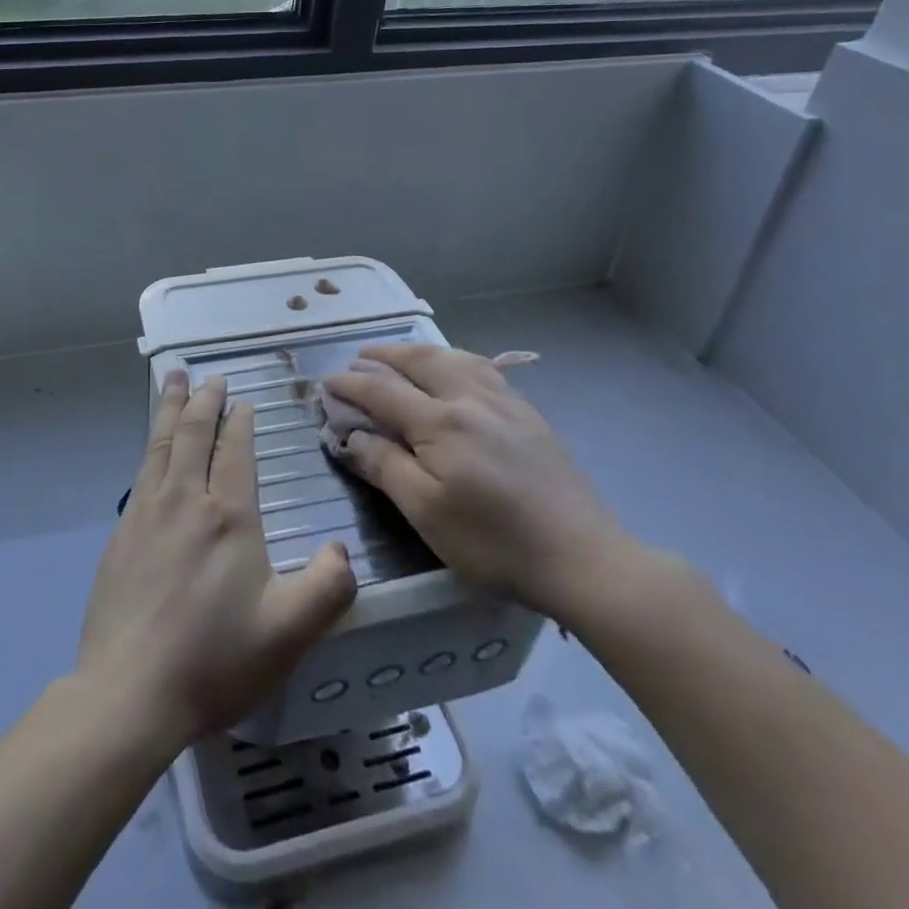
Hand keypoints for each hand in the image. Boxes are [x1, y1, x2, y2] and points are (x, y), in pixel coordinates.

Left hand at [77, 374, 357, 750]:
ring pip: (160, 444)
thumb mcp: (290, 633)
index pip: (235, 451)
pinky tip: (152, 449)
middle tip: (209, 376)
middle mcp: (184, 500)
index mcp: (228, 516)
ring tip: (172, 380)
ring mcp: (145, 514)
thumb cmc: (214, 660)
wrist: (128, 692)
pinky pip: (141, 471)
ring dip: (169, 407)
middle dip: (202, 400)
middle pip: (192, 433)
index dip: (240, 423)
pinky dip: (151, 444)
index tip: (243, 403)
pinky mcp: (120, 535)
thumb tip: (341, 549)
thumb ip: (328, 587)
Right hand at [324, 345, 629, 621]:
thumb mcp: (426, 512)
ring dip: (420, 352)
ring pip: (454, 358)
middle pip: (420, 362)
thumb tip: (351, 434)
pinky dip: (456, 359)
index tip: (326, 383)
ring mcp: (505, 403)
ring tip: (402, 355)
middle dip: (383, 356)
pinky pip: (484, 369)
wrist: (582, 557)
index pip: (383, 391)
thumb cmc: (494, 542)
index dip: (350, 385)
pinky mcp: (529, 415)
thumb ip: (385, 466)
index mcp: (441, 422)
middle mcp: (470, 399)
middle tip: (358, 357)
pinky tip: (458, 369)